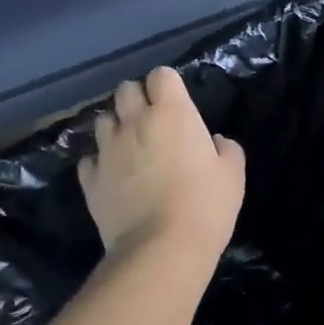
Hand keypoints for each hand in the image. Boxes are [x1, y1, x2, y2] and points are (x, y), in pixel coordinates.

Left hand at [78, 67, 244, 264]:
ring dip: (116, 126)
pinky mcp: (91, 179)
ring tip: (128, 145)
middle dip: (137, 98)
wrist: (161, 249)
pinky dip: (99, 161)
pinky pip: (89, 158)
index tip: (177, 103)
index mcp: (172, 114)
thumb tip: (215, 142)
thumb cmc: (206, 207)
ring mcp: (107, 150)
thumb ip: (227, 150)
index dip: (168, 86)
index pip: (161, 75)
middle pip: (125, 90)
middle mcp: (134, 123)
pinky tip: (112, 175)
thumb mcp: (233, 175)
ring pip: (102, 119)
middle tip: (151, 120)